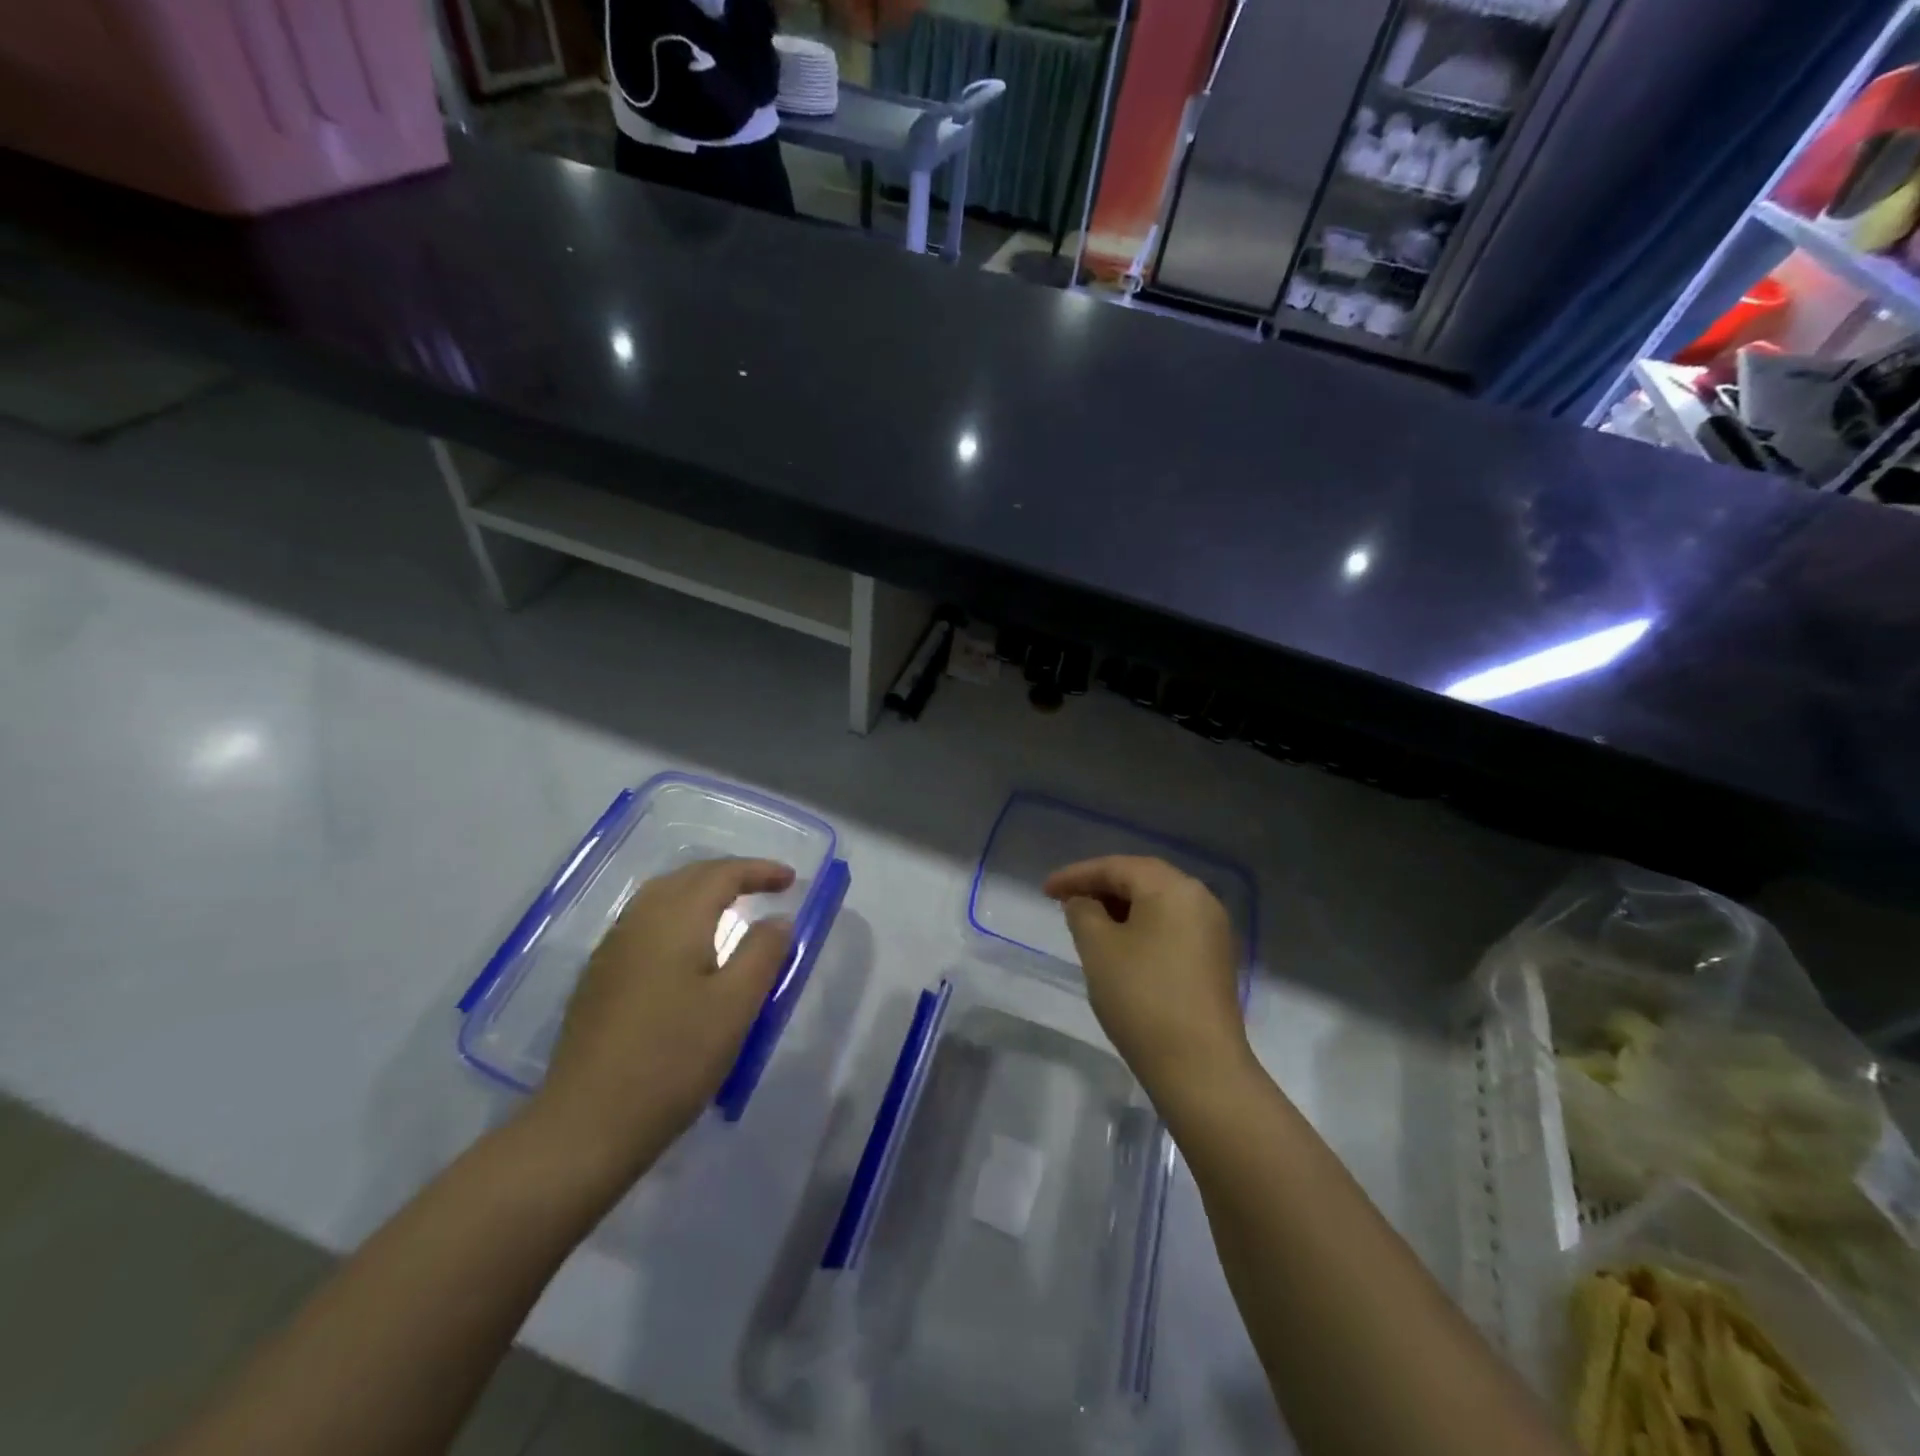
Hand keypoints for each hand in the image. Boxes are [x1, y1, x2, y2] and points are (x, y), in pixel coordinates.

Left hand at [531, 857, 795, 1176]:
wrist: (586, 1125)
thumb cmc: (672, 1061)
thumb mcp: (735, 1007)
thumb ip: (762, 954)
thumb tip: (778, 920)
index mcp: (675, 921)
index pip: (721, 874)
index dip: (759, 870)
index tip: (791, 880)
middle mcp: (639, 922)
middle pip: (687, 877)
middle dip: (729, 875)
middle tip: (765, 888)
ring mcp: (612, 950)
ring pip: (661, 898)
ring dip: (700, 893)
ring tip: (731, 909)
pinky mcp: (598, 979)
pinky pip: (645, 924)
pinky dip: (677, 916)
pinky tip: (687, 949)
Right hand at [1044, 855, 1249, 1098]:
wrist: (1200, 1067)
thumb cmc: (1142, 997)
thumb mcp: (1098, 948)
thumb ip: (1083, 912)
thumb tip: (1084, 902)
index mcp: (1172, 887)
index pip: (1116, 867)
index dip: (1076, 875)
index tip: (1044, 890)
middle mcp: (1199, 898)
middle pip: (1141, 879)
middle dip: (1100, 887)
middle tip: (1065, 901)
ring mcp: (1212, 929)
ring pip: (1157, 903)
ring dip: (1120, 907)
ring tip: (1087, 922)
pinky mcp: (1214, 958)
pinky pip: (1171, 926)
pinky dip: (1141, 926)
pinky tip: (1119, 945)